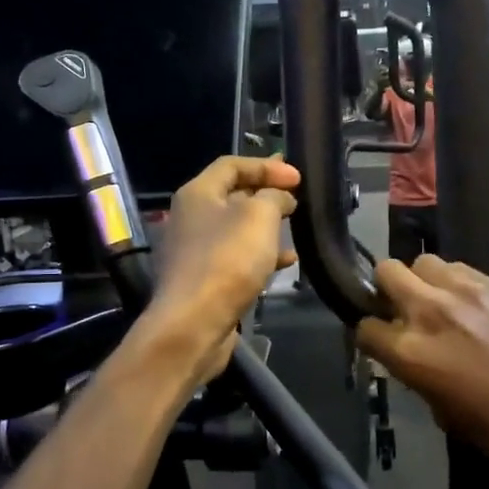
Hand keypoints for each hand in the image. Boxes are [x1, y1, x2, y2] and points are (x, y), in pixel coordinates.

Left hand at [144, 156, 299, 379]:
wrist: (193, 323)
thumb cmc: (227, 260)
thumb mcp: (259, 217)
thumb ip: (274, 196)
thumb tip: (280, 195)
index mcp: (197, 193)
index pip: (232, 165)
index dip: (266, 166)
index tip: (298, 178)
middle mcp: (190, 217)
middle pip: (232, 195)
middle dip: (266, 195)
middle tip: (296, 199)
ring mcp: (194, 251)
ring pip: (236, 229)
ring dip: (266, 227)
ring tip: (295, 229)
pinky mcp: (203, 280)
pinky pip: (236, 258)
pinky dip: (260, 255)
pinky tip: (285, 263)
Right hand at [356, 255, 488, 478]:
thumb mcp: (447, 415)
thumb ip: (421, 378)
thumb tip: (418, 363)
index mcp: (411, 353)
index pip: (366, 327)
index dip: (372, 337)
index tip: (383, 343)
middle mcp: (428, 311)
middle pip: (387, 272)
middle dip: (387, 289)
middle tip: (404, 310)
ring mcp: (463, 291)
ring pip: (423, 262)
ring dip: (424, 281)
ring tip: (440, 302)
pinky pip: (459, 268)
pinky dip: (455, 281)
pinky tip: (472, 303)